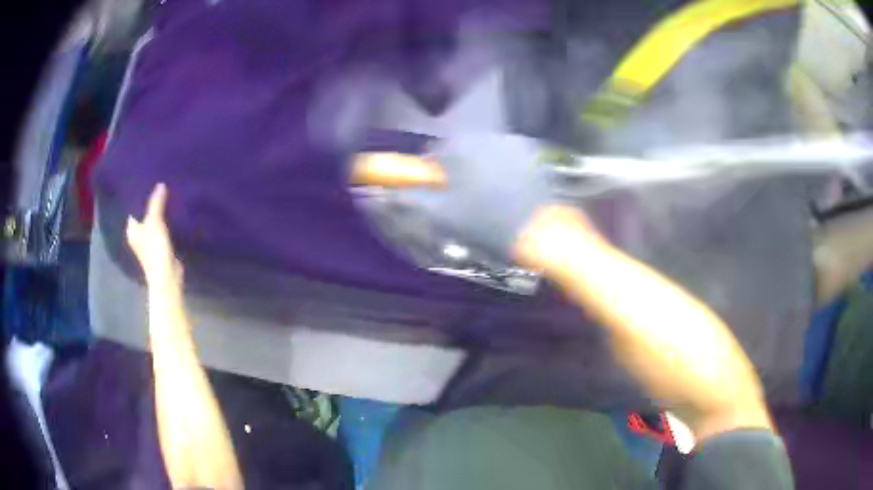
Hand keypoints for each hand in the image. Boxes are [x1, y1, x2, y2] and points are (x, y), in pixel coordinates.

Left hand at [126, 183, 182, 286]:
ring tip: (166, 196)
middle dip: (149, 203)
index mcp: (131, 230)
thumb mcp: (155, 222)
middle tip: (157, 185)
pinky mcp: (160, 247)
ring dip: (158, 213)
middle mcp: (137, 235)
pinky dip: (164, 222)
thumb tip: (160, 185)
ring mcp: (148, 242)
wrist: (167, 277)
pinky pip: (161, 229)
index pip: (133, 208)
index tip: (146, 182)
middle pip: (143, 215)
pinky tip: (171, 214)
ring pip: (152, 222)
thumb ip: (156, 203)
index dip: (138, 196)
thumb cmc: (155, 250)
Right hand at [354, 134, 552, 259]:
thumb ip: (410, 199)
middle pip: (458, 150)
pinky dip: (502, 169)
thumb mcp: (443, 215)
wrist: (542, 232)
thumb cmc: (488, 224)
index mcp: (459, 147)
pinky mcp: (533, 152)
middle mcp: (485, 135)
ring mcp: (512, 141)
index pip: (432, 154)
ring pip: (482, 152)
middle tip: (464, 201)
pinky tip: (509, 193)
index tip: (441, 196)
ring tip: (489, 199)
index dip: (433, 177)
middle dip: (456, 171)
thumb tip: (383, 193)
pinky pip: (506, 156)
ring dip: (479, 168)